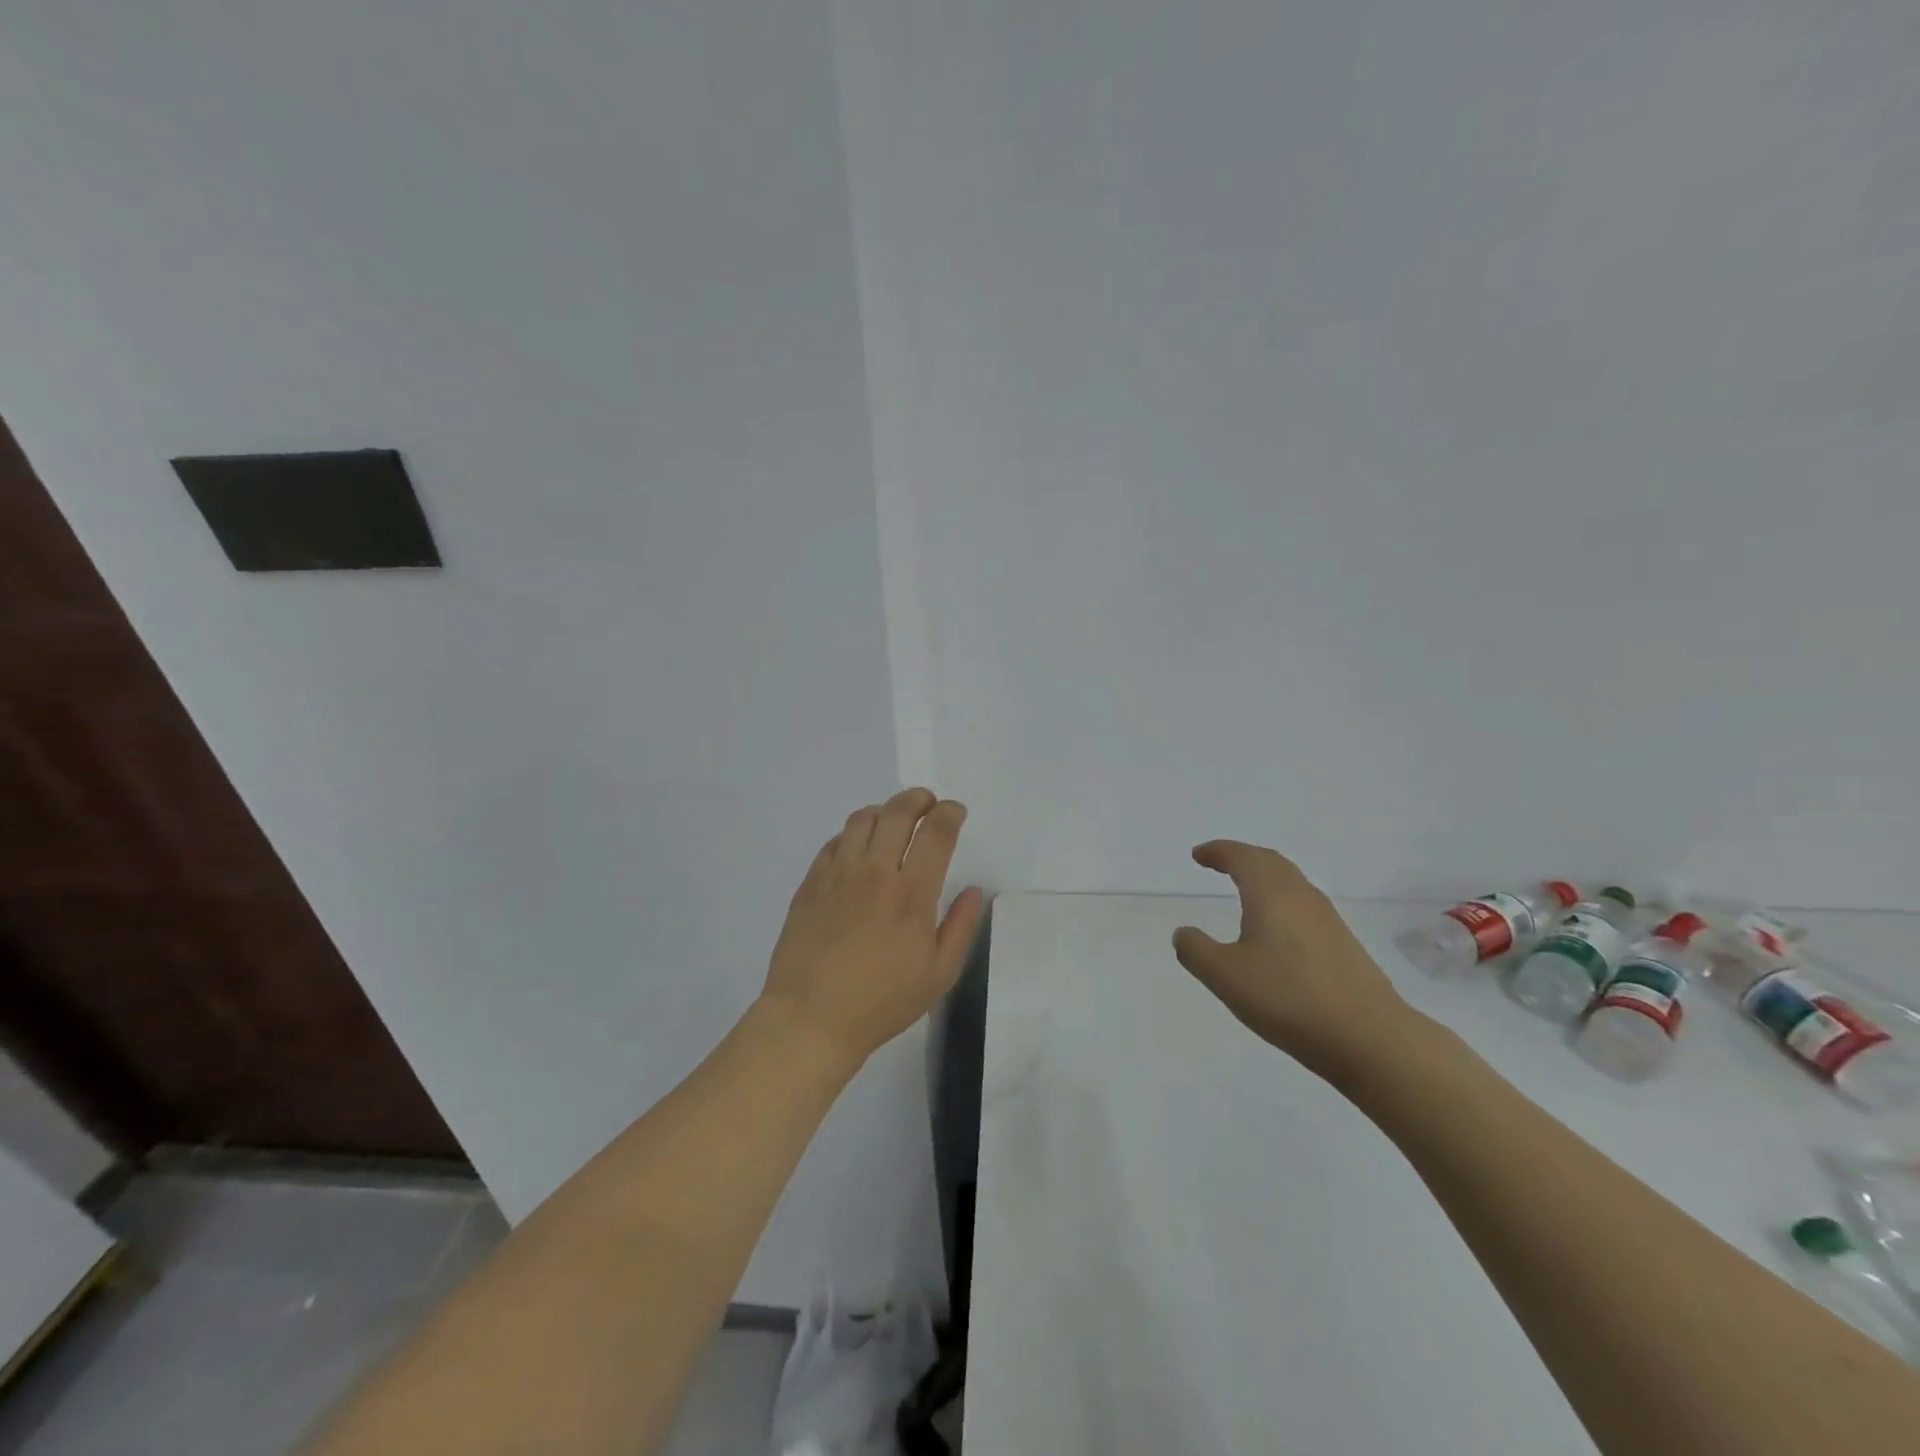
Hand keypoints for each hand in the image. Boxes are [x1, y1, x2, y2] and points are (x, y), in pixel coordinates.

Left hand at [762, 788, 985, 1071]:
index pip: (935, 833)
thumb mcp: (938, 974)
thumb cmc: (882, 1002)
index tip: (955, 811)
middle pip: (897, 812)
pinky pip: (834, 842)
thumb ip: (961, 927)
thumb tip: (972, 890)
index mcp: (911, 894)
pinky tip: (858, 847)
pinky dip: (852, 834)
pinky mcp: (811, 883)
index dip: (949, 813)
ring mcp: (838, 874)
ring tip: (893, 820)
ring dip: (884, 810)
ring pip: (862, 819)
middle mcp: (875, 872)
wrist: (811, 1019)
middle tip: (927, 802)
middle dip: (918, 799)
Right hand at [1173, 841, 1417, 1080]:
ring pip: (1292, 883)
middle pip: (1271, 862)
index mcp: (1272, 894)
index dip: (1218, 852)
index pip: (1243, 858)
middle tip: (1219, 863)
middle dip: (1243, 857)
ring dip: (1265, 878)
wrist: (1369, 1038)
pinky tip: (1276, 930)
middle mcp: (1302, 897)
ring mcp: (1328, 921)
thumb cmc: (1288, 998)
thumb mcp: (1225, 976)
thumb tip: (1184, 932)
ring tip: (1245, 891)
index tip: (1198, 855)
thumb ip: (1196, 951)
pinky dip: (1282, 901)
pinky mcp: (1343, 945)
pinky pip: (1304, 906)